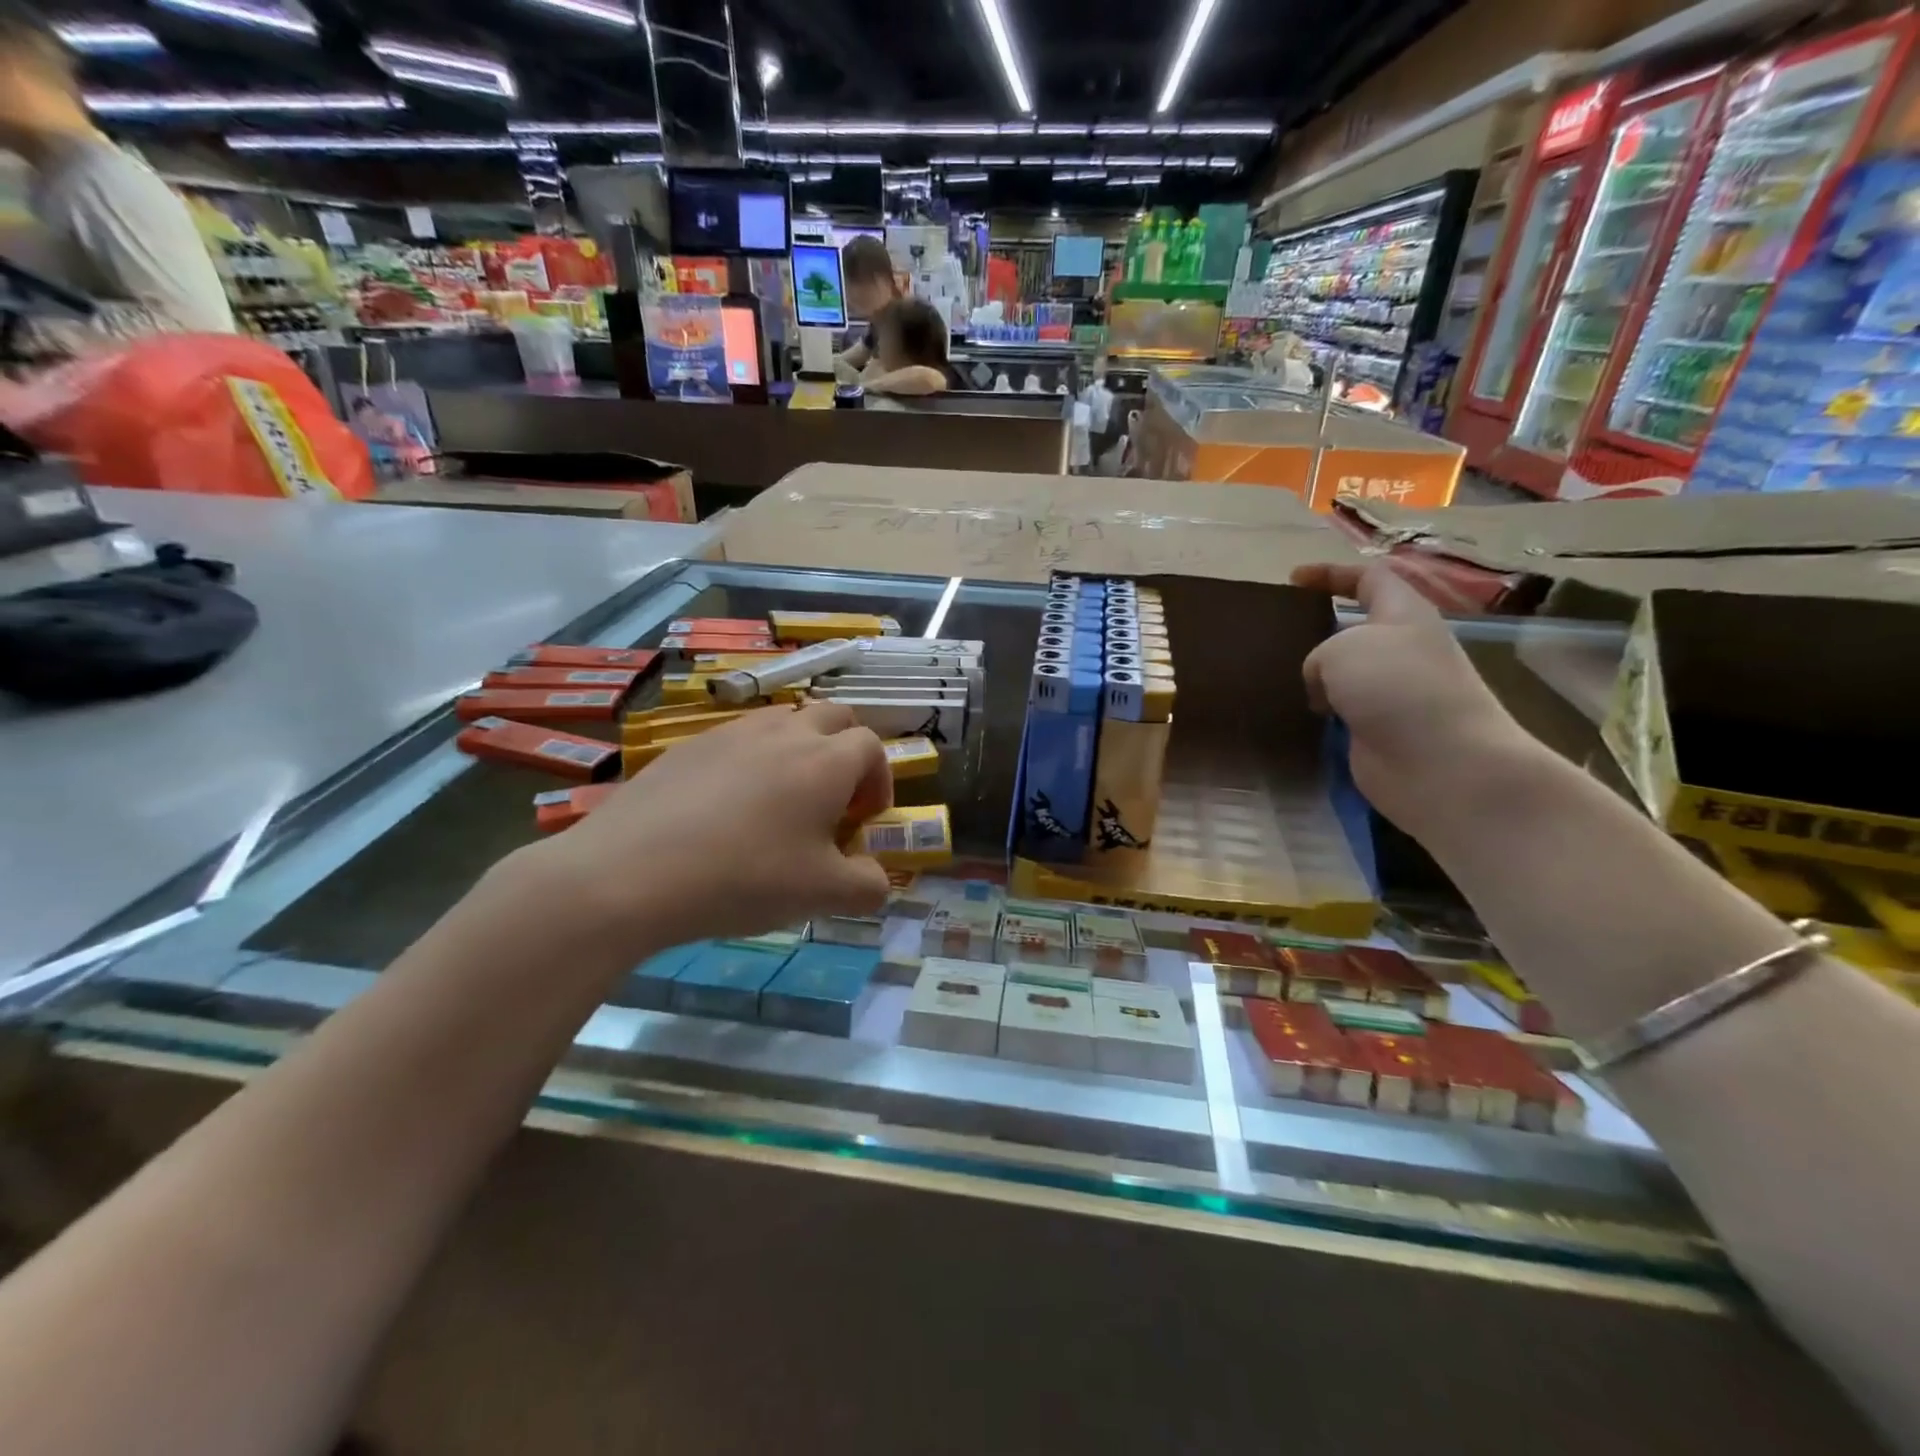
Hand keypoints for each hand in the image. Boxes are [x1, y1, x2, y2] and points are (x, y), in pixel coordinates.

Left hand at [516, 702, 893, 952]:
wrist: (630, 873)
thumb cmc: (744, 878)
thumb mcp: (822, 895)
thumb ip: (868, 887)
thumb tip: (875, 879)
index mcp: (826, 761)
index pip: (872, 747)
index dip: (879, 781)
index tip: (862, 822)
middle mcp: (785, 732)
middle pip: (834, 717)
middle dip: (846, 752)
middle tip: (831, 801)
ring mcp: (731, 732)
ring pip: (783, 721)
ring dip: (799, 751)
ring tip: (779, 802)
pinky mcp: (688, 745)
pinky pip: (737, 740)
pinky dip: (750, 762)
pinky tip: (724, 810)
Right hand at [1291, 562, 1544, 838]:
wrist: (1440, 763)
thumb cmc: (1395, 688)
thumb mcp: (1342, 649)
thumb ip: (1318, 655)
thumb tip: (1323, 688)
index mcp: (1403, 614)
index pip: (1369, 578)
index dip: (1331, 574)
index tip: (1293, 580)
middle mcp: (1400, 649)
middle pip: (1354, 627)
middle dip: (1316, 628)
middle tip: (1275, 635)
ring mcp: (1391, 693)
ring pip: (1342, 673)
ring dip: (1312, 675)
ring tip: (1272, 675)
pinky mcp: (1377, 729)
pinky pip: (1338, 710)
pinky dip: (1315, 711)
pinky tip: (1289, 713)